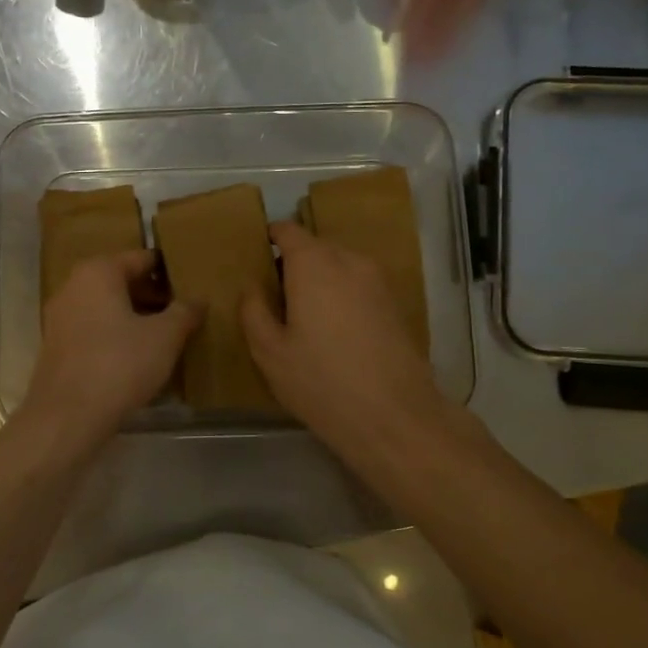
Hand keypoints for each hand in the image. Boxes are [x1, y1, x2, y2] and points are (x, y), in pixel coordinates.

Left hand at [21, 250, 200, 449]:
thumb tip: (198, 299)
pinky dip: (117, 336)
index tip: (193, 284)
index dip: (170, 271)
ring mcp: (60, 317)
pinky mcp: (57, 346)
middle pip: (122, 281)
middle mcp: (74, 286)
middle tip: (184, 313)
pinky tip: (139, 357)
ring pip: (108, 307)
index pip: (142, 258)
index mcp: (98, 272)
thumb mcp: (165, 337)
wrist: (67, 417)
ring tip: (167, 337)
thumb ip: (185, 312)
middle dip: (154, 295)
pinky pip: (95, 330)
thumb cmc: (119, 365)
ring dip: (136, 318)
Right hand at [240, 222, 450, 467]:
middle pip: (316, 247)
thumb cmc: (321, 381)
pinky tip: (335, 332)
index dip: (270, 239)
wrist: (395, 416)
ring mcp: (378, 281)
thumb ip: (254, 310)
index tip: (257, 259)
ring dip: (321, 281)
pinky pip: (359, 285)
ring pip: (340, 266)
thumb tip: (252, 286)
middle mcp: (350, 260)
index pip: (288, 231)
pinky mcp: (396, 303)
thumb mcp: (270, 352)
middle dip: (294, 264)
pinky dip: (343, 295)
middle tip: (276, 298)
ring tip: (305, 318)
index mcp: (314, 264)